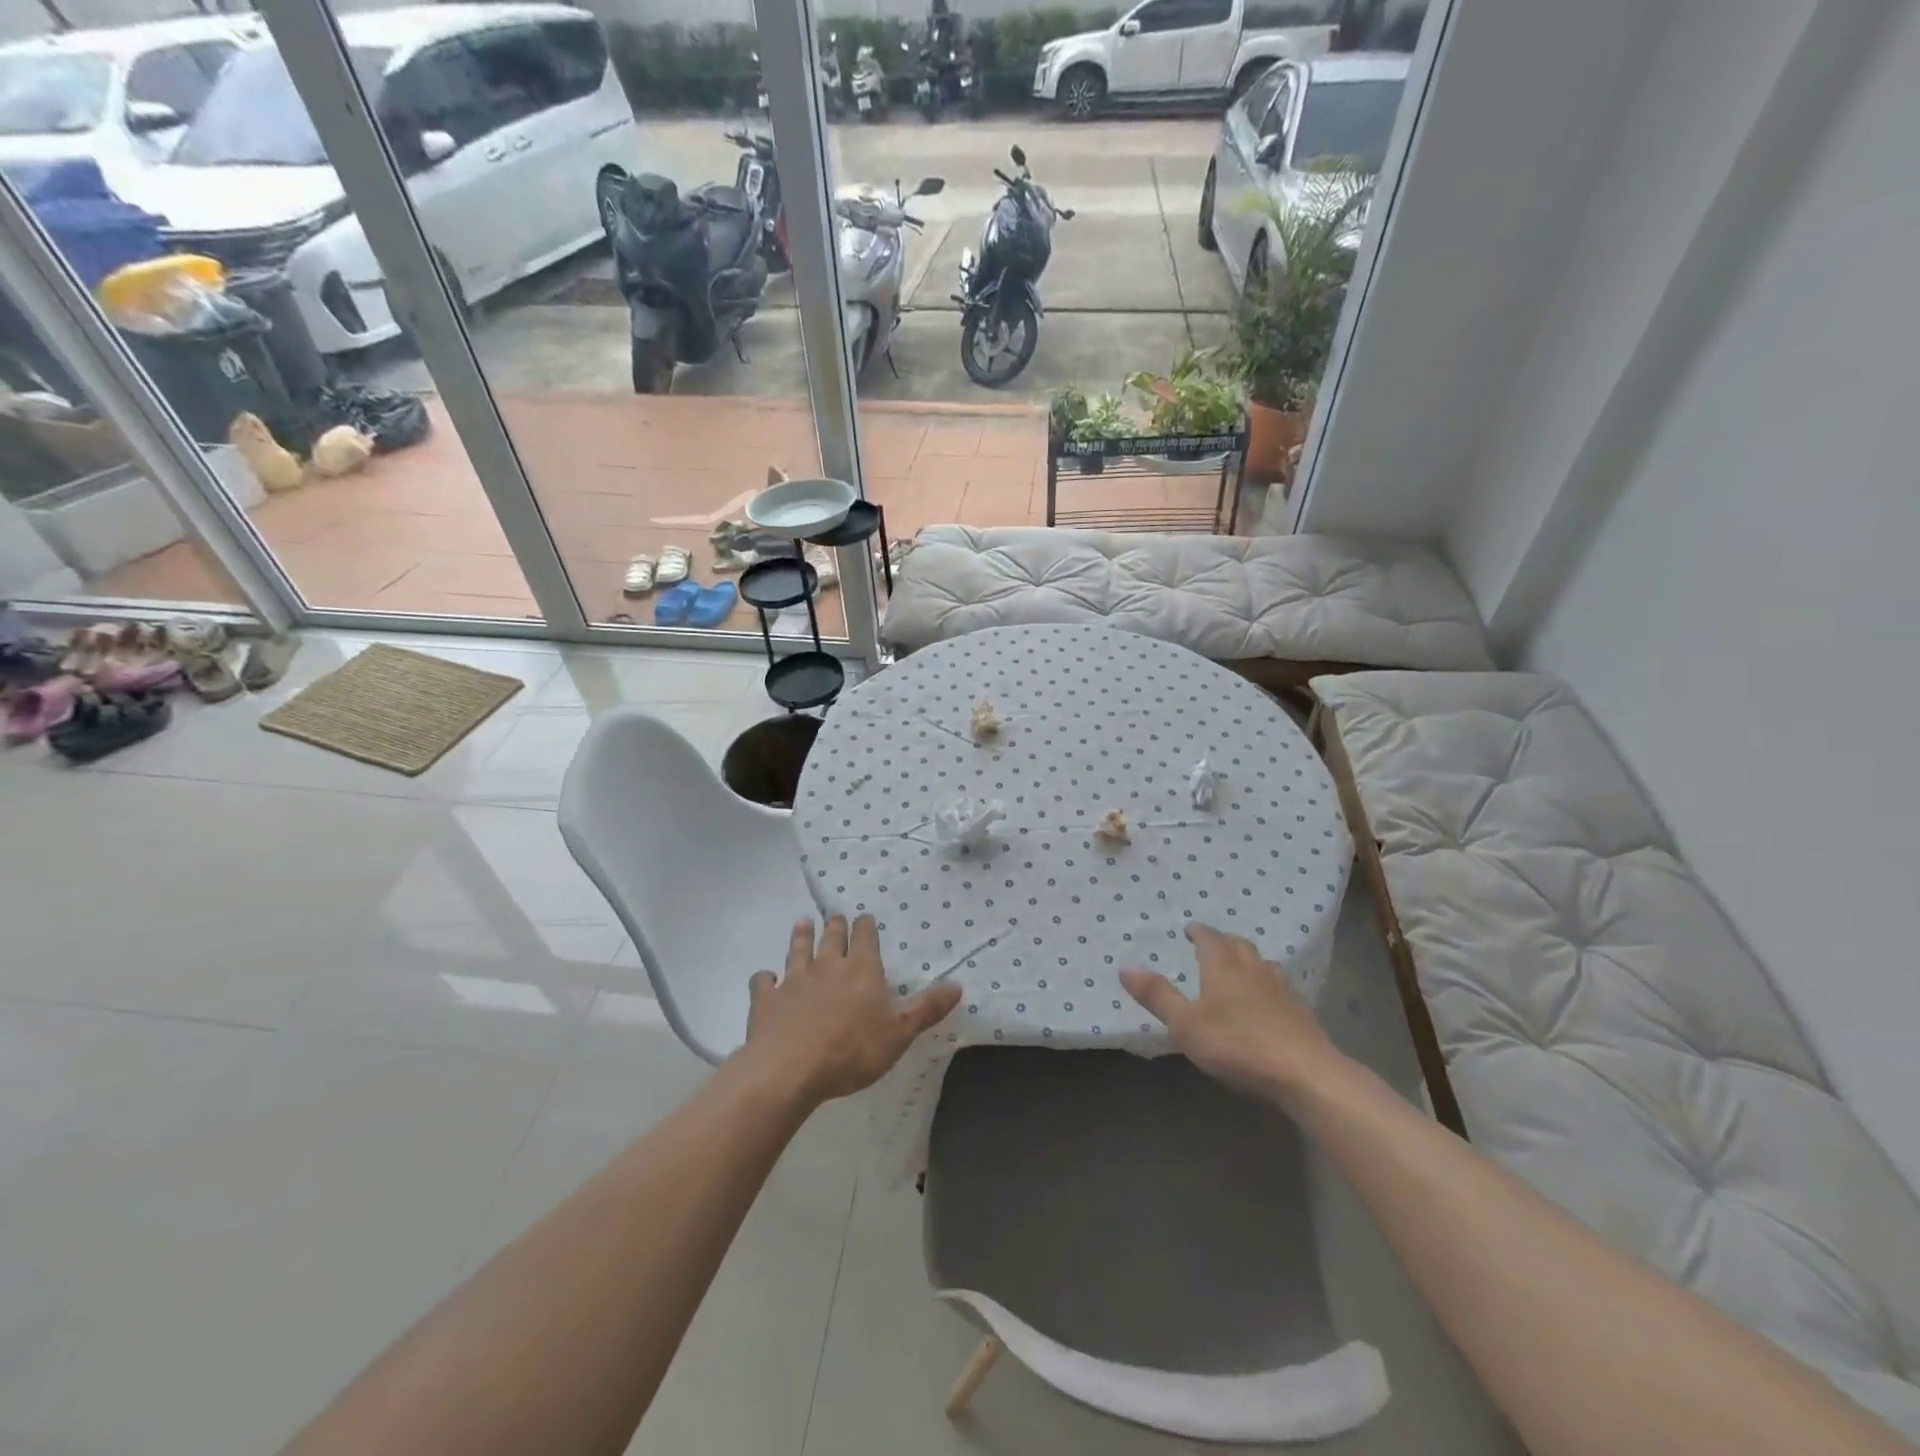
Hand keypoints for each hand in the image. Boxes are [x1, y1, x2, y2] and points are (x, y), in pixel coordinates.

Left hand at [743, 916, 960, 1103]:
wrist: (790, 1069)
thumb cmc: (852, 1051)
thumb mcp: (900, 1033)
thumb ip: (927, 1009)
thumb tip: (958, 985)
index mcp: (862, 970)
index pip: (865, 938)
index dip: (865, 927)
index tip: (864, 917)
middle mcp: (827, 967)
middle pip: (831, 938)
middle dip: (835, 926)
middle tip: (834, 916)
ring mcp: (793, 980)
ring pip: (798, 950)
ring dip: (801, 936)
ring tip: (802, 922)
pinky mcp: (766, 999)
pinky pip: (763, 982)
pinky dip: (765, 978)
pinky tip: (766, 978)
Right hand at [1120, 924, 1339, 1100]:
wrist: (1306, 1073)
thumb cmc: (1238, 1045)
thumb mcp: (1186, 1025)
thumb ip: (1158, 996)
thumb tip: (1125, 967)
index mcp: (1223, 966)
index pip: (1209, 938)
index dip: (1198, 931)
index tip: (1189, 929)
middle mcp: (1253, 968)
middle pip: (1238, 944)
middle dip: (1222, 941)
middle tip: (1210, 945)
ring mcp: (1281, 988)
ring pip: (1261, 962)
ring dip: (1246, 959)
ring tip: (1238, 967)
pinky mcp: (1300, 1011)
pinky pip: (1279, 984)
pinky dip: (1266, 982)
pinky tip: (1266, 999)